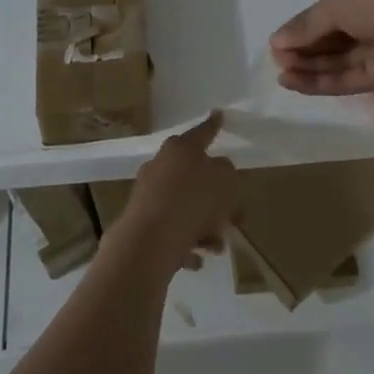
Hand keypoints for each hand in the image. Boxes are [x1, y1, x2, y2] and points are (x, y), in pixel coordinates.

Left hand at [117, 112, 236, 277]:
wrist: (150, 241)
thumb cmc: (193, 202)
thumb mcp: (225, 181)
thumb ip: (227, 171)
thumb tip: (219, 170)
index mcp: (180, 148)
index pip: (203, 132)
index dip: (213, 125)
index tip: (219, 114)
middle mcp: (161, 165)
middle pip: (193, 175)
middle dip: (214, 196)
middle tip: (232, 214)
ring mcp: (148, 193)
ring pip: (184, 206)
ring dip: (203, 224)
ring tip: (216, 244)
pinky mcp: (141, 221)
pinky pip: (171, 230)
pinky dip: (185, 242)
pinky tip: (196, 259)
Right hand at [270, 0, 373, 95]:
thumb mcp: (338, 2)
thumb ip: (308, 25)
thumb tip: (277, 41)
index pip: (337, 4)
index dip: (309, 22)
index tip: (282, 39)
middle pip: (339, 33)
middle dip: (307, 46)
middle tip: (278, 59)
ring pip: (345, 57)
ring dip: (313, 66)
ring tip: (281, 74)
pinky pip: (355, 76)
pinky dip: (326, 80)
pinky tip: (297, 83)